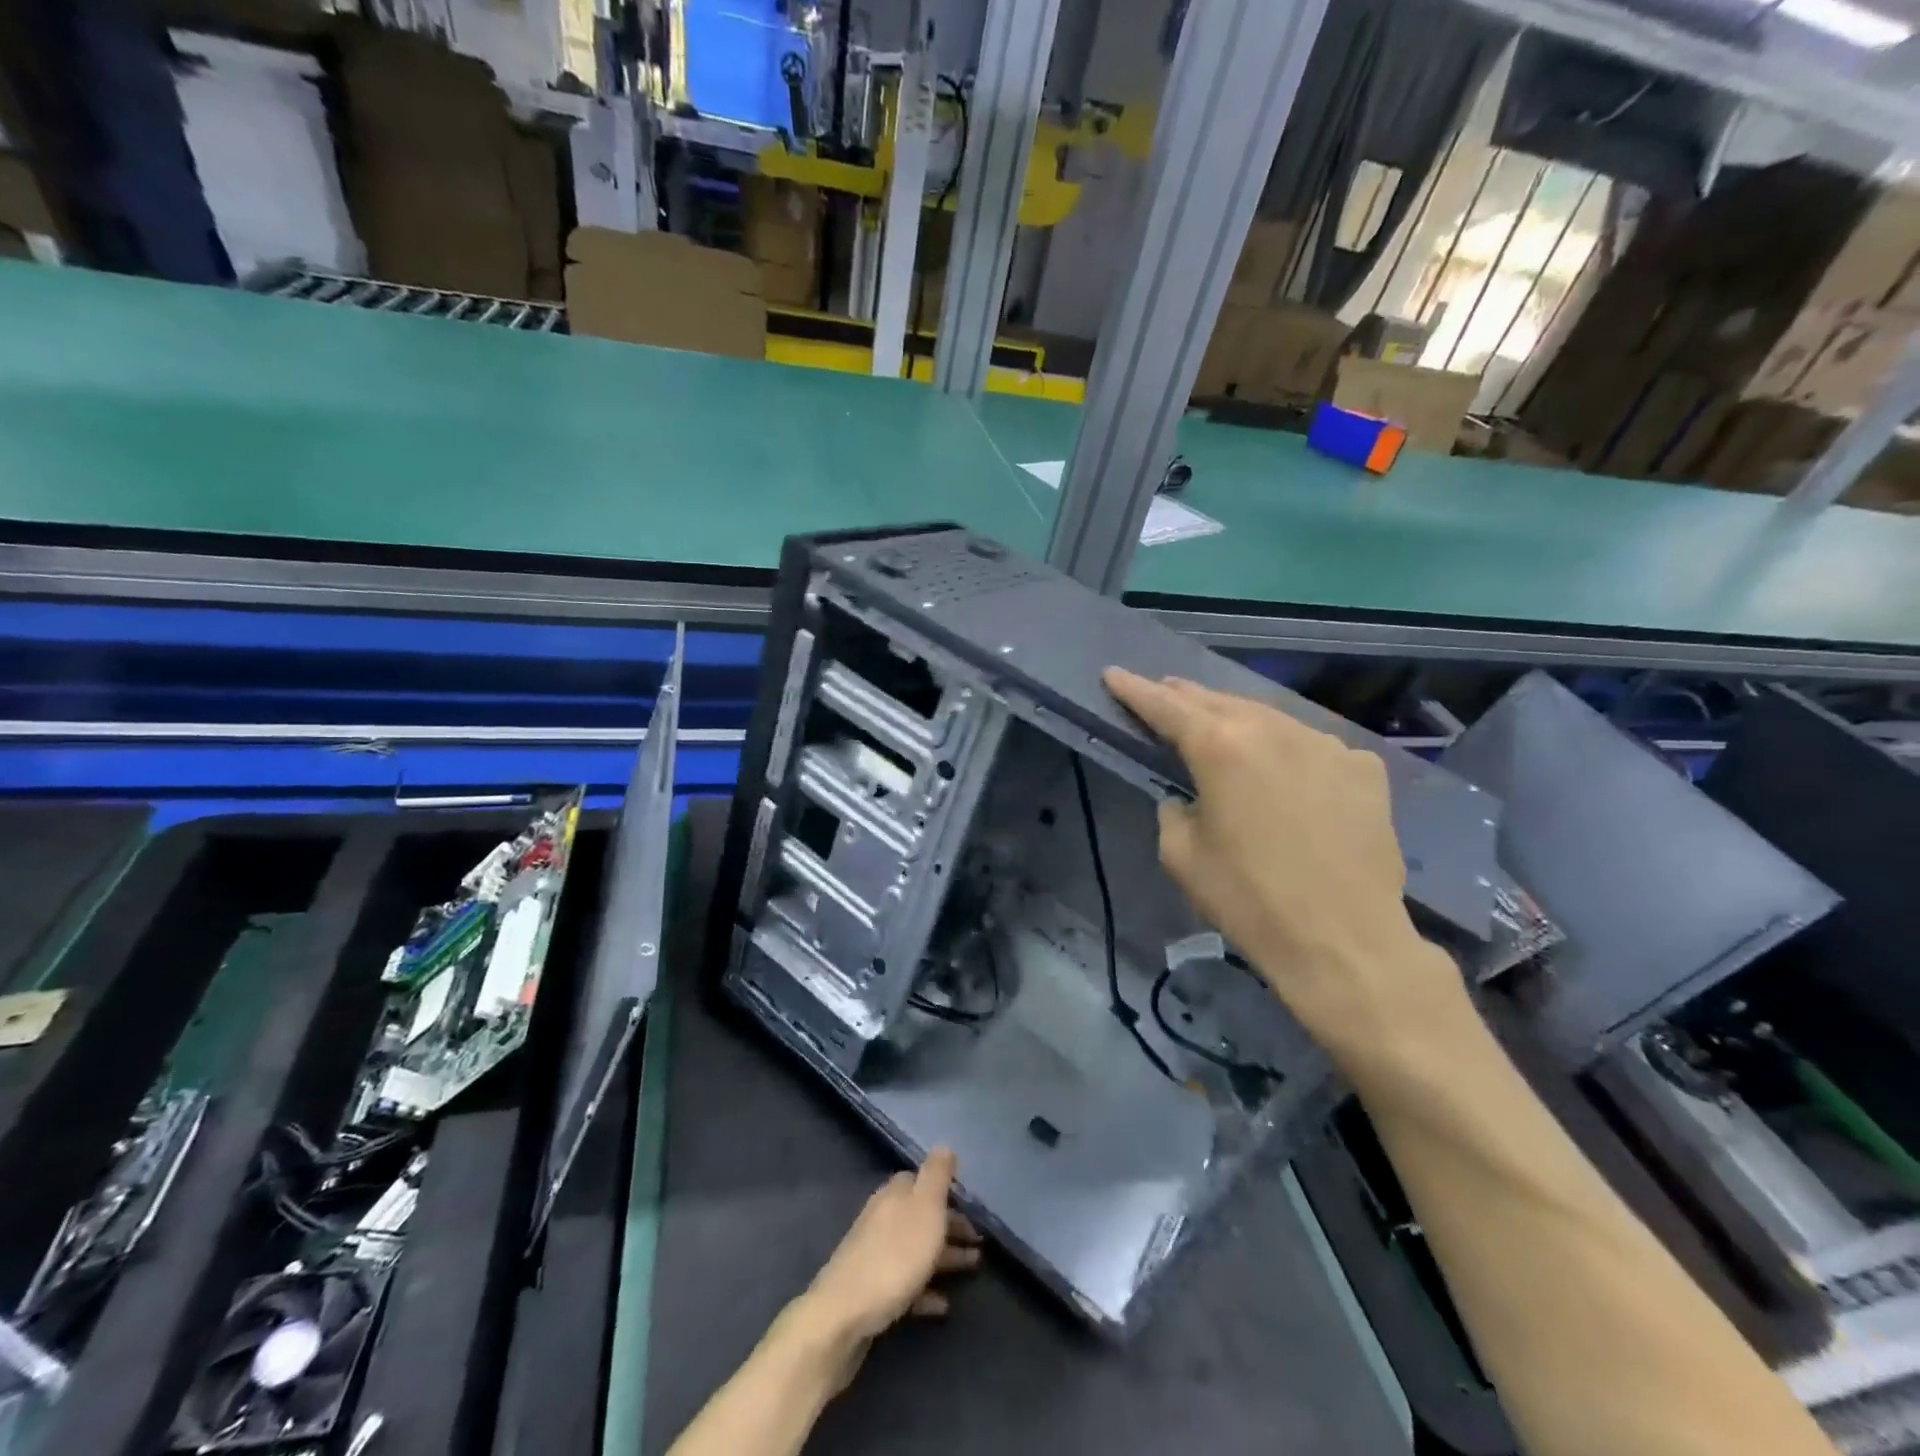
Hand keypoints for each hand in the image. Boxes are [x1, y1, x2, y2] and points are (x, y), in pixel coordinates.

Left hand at [795, 1147, 979, 1386]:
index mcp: (894, 1195)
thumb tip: (944, 1145)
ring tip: (973, 1268)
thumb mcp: (925, 1207)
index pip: (921, 1181)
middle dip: (950, 1226)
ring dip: (945, 1257)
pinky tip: (944, 1305)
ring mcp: (874, 1254)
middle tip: (979, 1241)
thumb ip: (936, 1175)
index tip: (971, 1206)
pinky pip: (906, 1284)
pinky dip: (926, 1290)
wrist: (844, 1314)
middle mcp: (882, 1217)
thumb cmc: (895, 1256)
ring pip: (916, 1249)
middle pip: (921, 1216)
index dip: (946, 1192)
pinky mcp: (871, 1290)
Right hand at [1103, 668, 1465, 1067]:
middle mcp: (1274, 731)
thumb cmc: (1248, 900)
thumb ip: (1173, 810)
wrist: (1345, 942)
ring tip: (1216, 721)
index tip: (1113, 673)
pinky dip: (1286, 748)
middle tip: (1161, 690)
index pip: (1166, 707)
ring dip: (1237, 717)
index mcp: (1220, 748)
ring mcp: (1326, 744)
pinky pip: (1311, 746)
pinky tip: (1282, 768)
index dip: (1135, 690)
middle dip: (1185, 696)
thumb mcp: (1180, 856)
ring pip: (1269, 717)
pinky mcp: (1363, 768)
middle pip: (1219, 702)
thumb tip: (1188, 798)